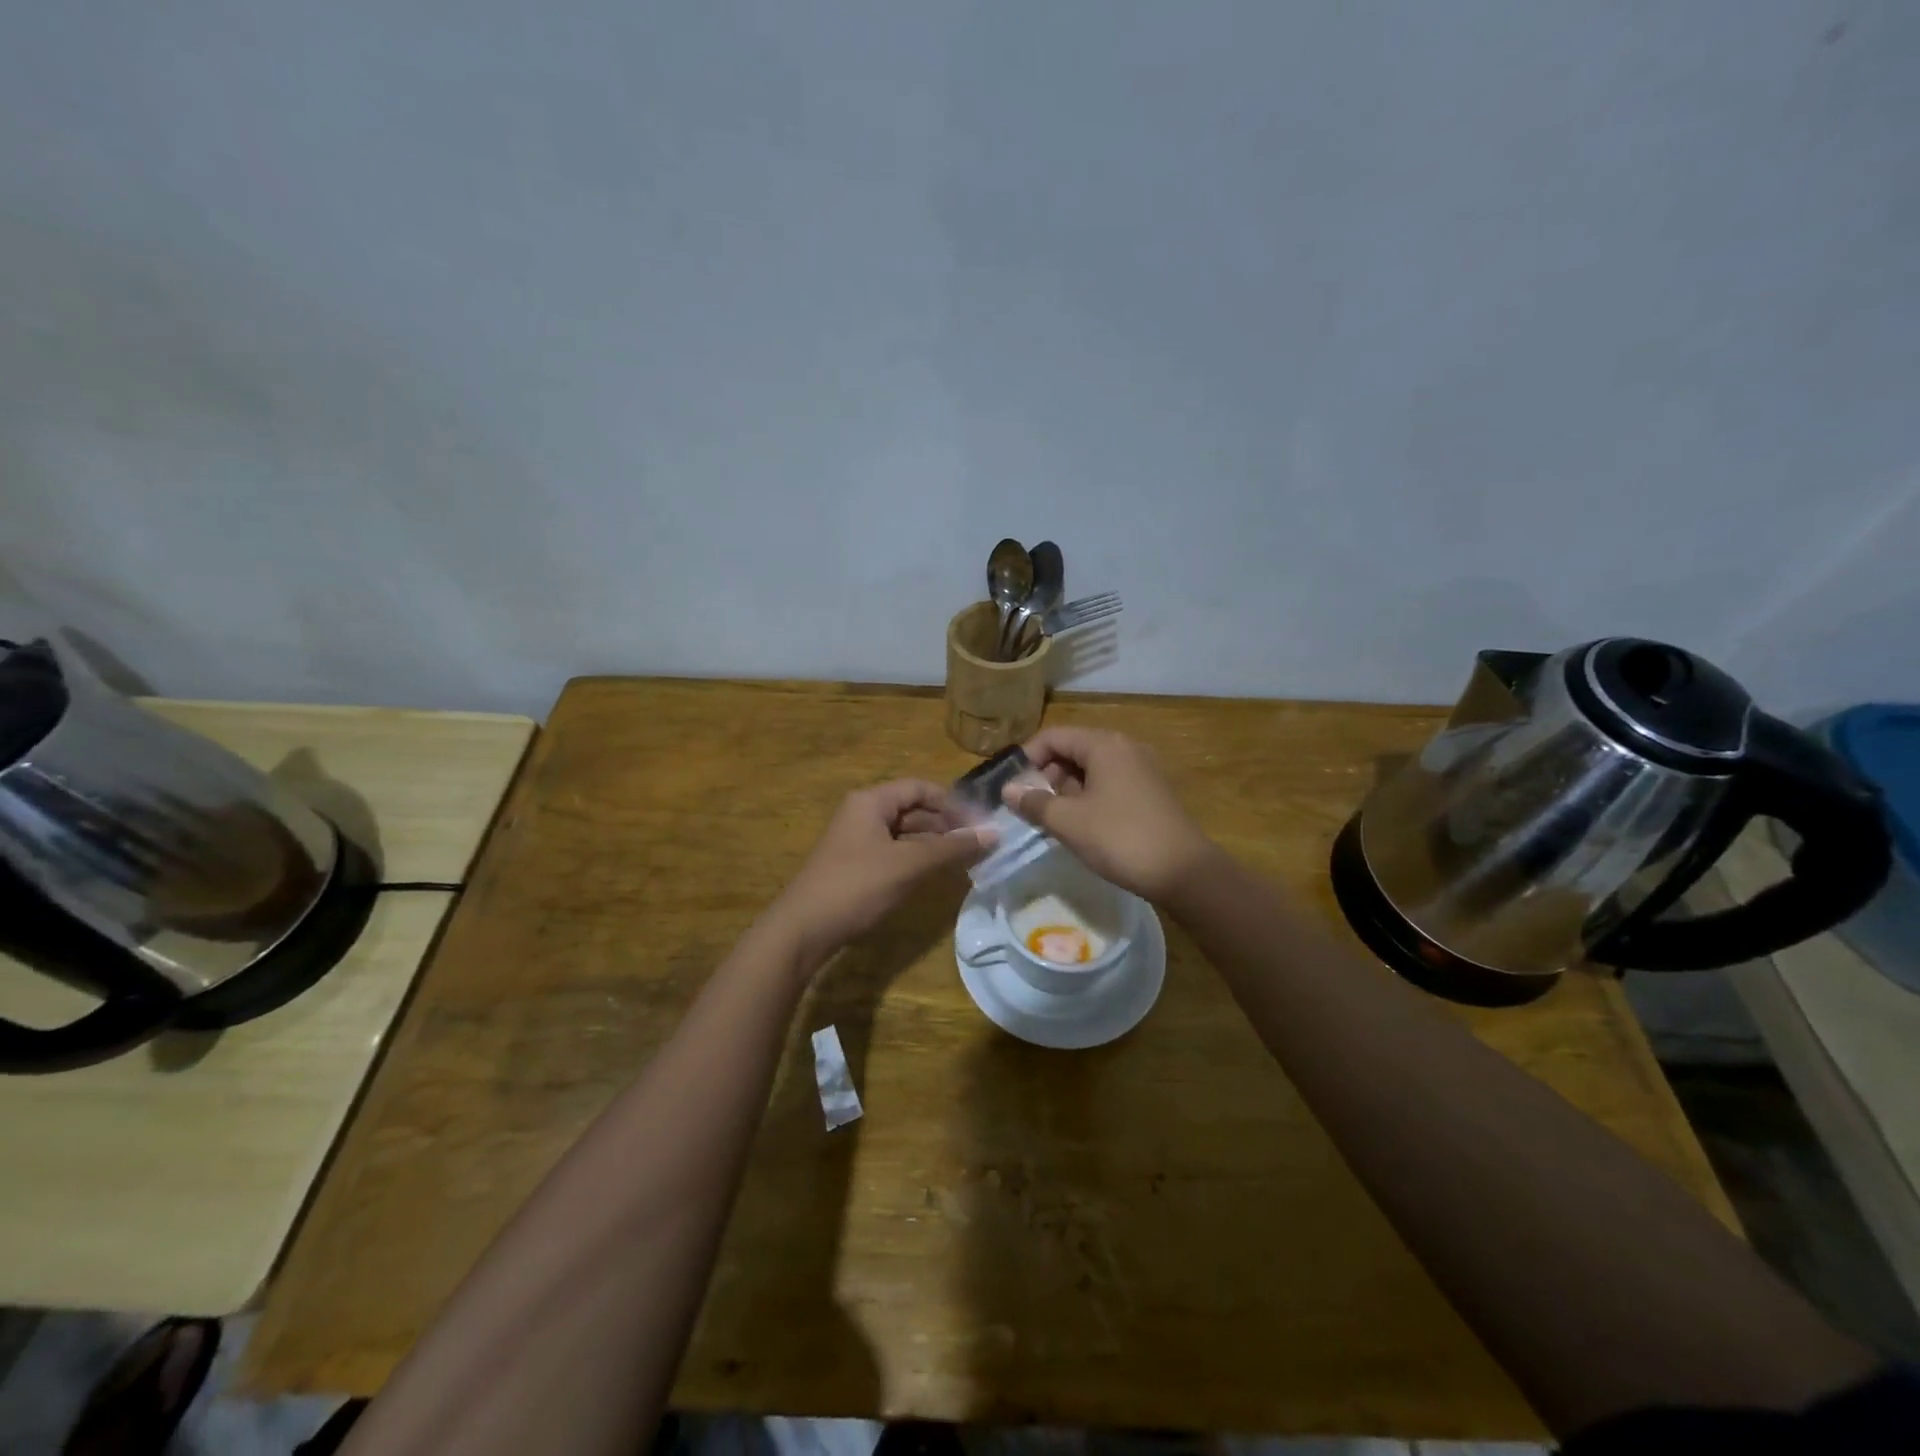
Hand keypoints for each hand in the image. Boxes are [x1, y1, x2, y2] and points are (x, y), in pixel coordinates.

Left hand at [767, 780, 993, 967]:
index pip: (921, 788)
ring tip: (965, 861)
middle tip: (979, 845)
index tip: (980, 824)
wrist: (803, 930)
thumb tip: (994, 833)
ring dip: (934, 844)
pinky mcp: (855, 865)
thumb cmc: (857, 887)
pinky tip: (935, 875)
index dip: (953, 803)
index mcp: (871, 801)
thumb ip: (951, 847)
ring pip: (905, 833)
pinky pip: (894, 852)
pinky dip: (917, 859)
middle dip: (946, 825)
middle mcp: (863, 813)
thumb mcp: (908, 865)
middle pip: (913, 809)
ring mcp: (857, 840)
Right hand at [1003, 727, 1214, 902]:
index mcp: (1104, 745)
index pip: (1053, 736)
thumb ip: (1034, 802)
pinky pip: (1108, 783)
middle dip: (1046, 775)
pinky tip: (1080, 825)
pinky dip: (1088, 797)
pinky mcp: (1150, 791)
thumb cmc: (1120, 838)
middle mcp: (1124, 748)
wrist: (1185, 872)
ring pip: (1090, 769)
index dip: (1026, 758)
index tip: (1010, 786)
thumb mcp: (1069, 822)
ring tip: (1050, 819)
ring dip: (1065, 789)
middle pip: (1072, 750)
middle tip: (1028, 806)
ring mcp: (1141, 769)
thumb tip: (1007, 789)